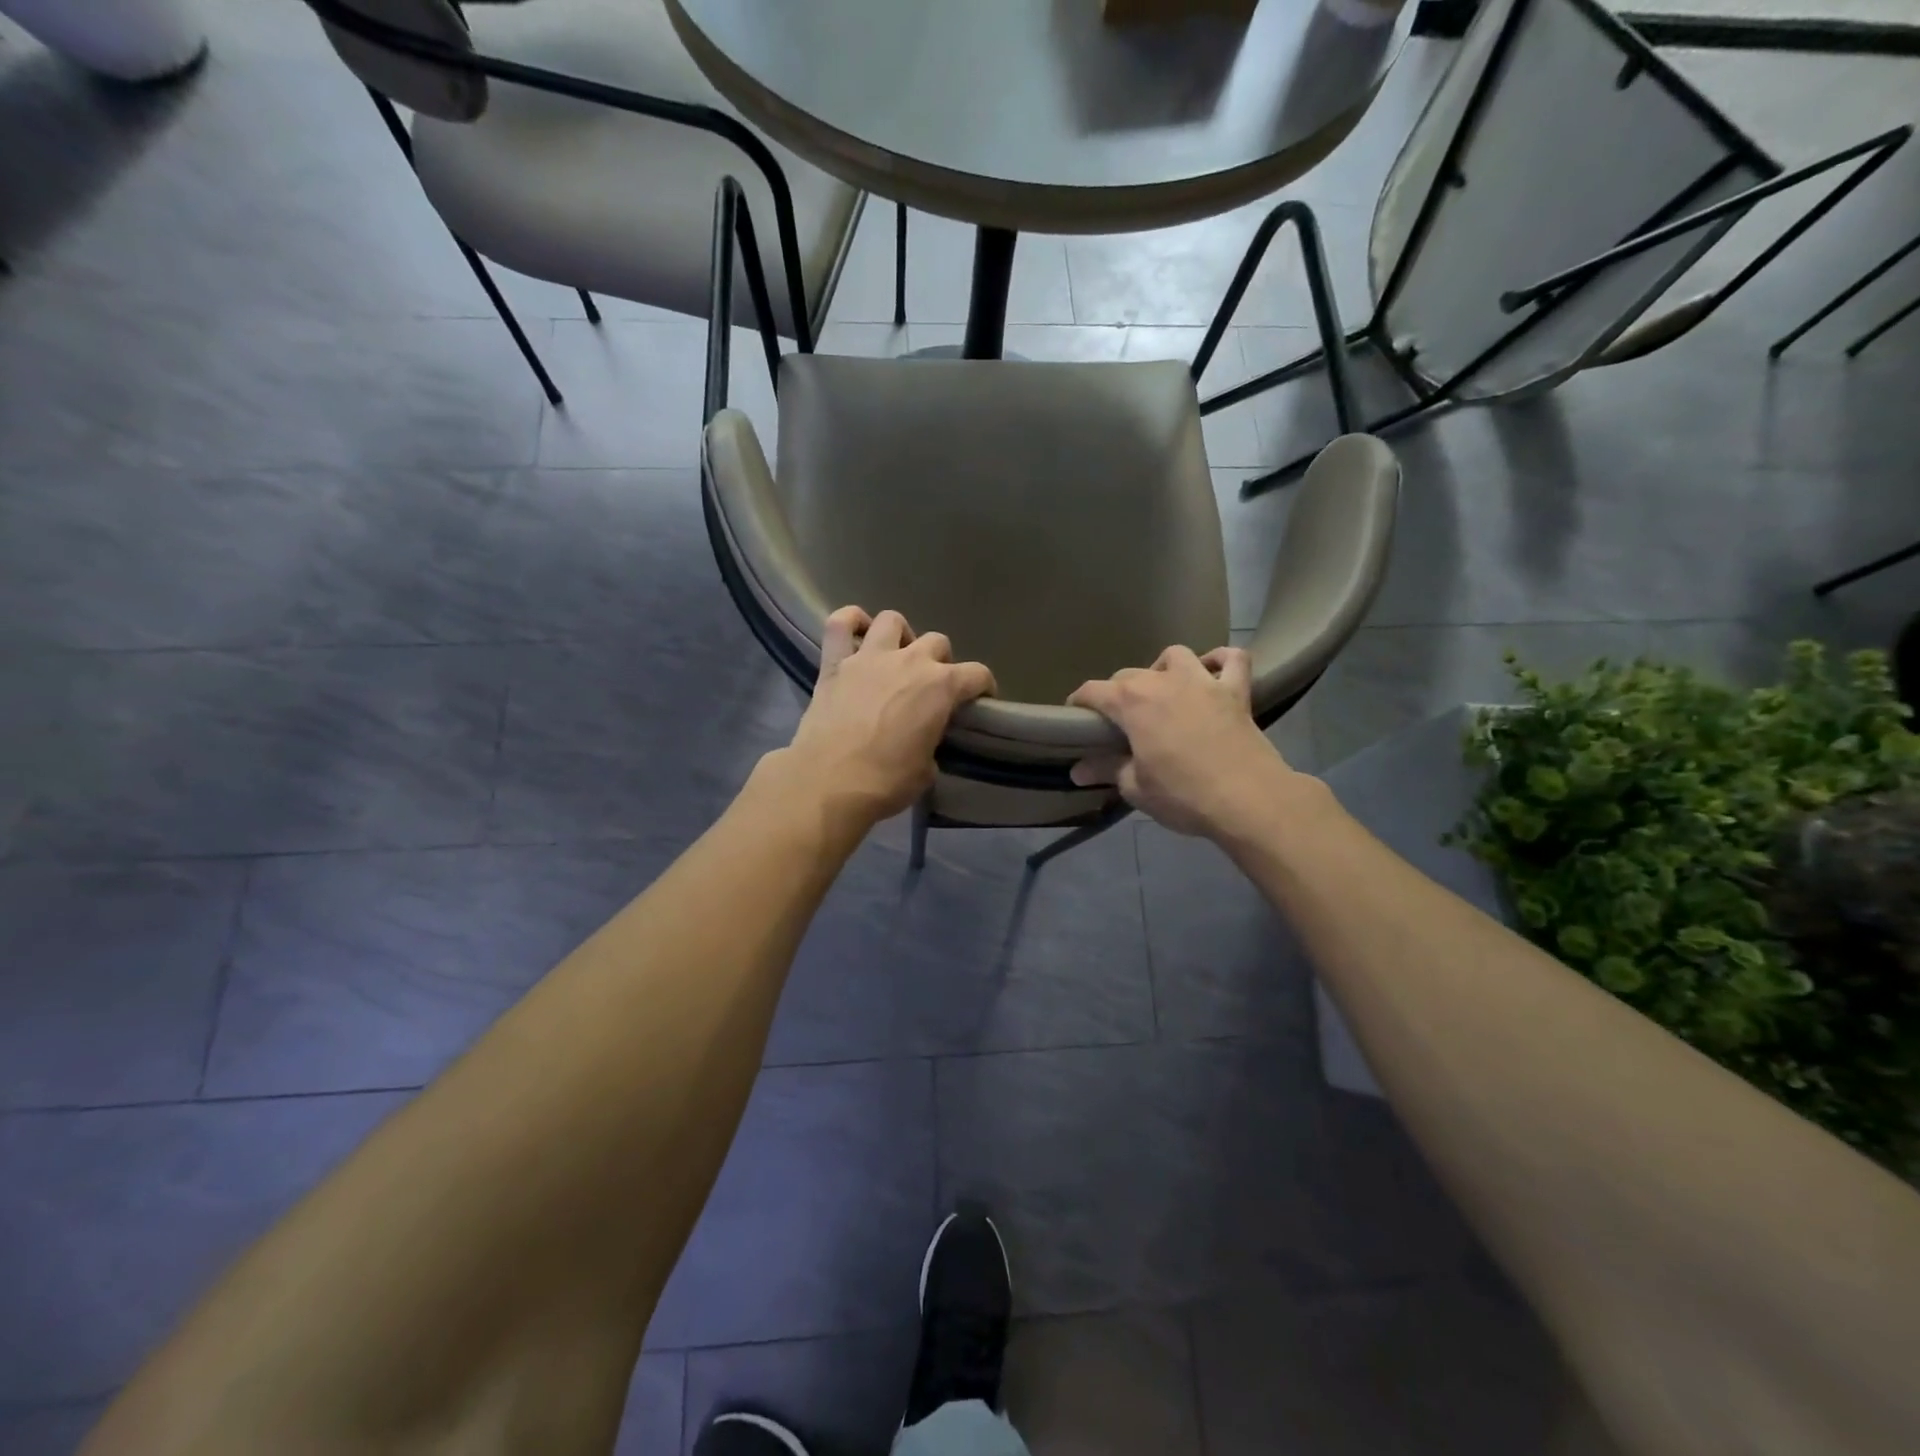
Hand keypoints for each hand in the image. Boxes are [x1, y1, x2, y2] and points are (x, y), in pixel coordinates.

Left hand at [782, 607, 996, 824]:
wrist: (829, 783)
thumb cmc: (886, 781)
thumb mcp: (926, 770)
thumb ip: (931, 744)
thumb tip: (922, 741)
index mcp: (941, 687)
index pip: (977, 674)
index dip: (983, 686)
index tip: (979, 700)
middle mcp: (910, 661)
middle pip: (938, 642)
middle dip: (941, 661)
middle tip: (932, 685)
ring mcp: (869, 657)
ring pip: (893, 620)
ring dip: (901, 635)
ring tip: (897, 656)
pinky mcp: (834, 663)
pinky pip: (839, 624)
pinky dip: (850, 621)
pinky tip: (857, 632)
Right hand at [1067, 646, 1304, 840]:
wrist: (1248, 799)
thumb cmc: (1183, 795)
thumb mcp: (1136, 787)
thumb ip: (1106, 770)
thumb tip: (1077, 770)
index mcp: (1132, 703)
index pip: (1092, 691)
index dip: (1079, 703)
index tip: (1075, 718)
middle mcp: (1163, 681)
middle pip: (1128, 675)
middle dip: (1116, 693)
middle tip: (1118, 721)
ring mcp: (1203, 681)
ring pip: (1175, 656)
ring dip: (1162, 669)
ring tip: (1162, 692)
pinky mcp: (1236, 691)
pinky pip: (1232, 659)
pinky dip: (1220, 660)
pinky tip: (1212, 672)